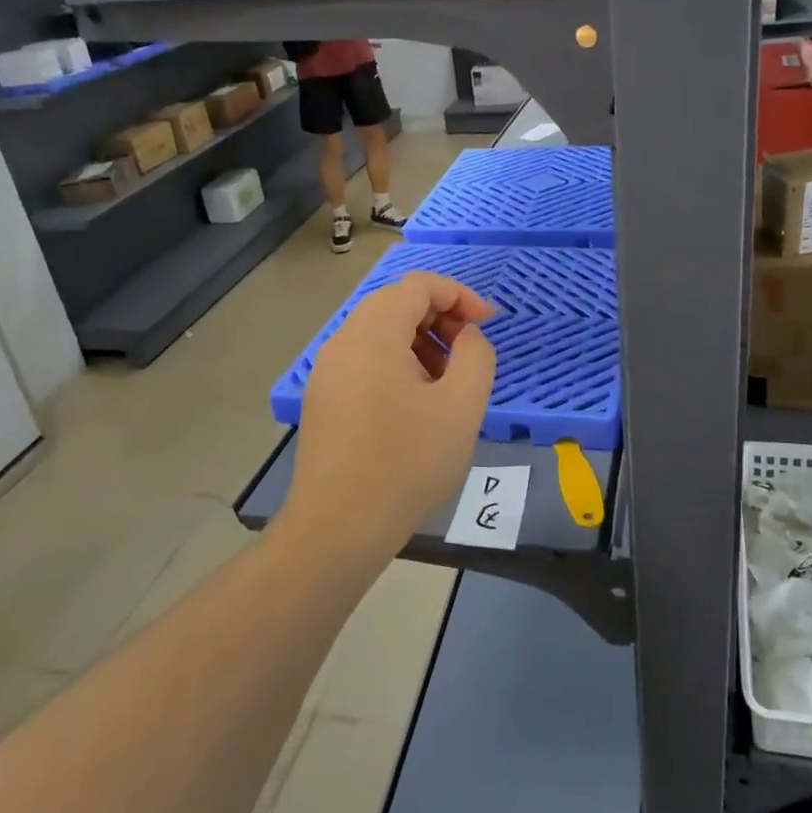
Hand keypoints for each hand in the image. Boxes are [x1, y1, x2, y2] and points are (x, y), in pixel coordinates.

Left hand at [282, 272, 496, 568]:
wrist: (339, 527)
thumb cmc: (407, 462)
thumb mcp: (462, 406)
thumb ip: (476, 355)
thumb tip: (467, 337)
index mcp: (373, 333)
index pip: (418, 285)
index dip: (460, 295)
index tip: (488, 324)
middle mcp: (342, 341)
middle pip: (396, 304)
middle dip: (441, 319)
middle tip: (469, 355)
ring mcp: (327, 371)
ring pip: (380, 333)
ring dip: (421, 343)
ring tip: (447, 384)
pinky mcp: (323, 399)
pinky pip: (365, 361)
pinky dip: (398, 364)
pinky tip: (416, 406)